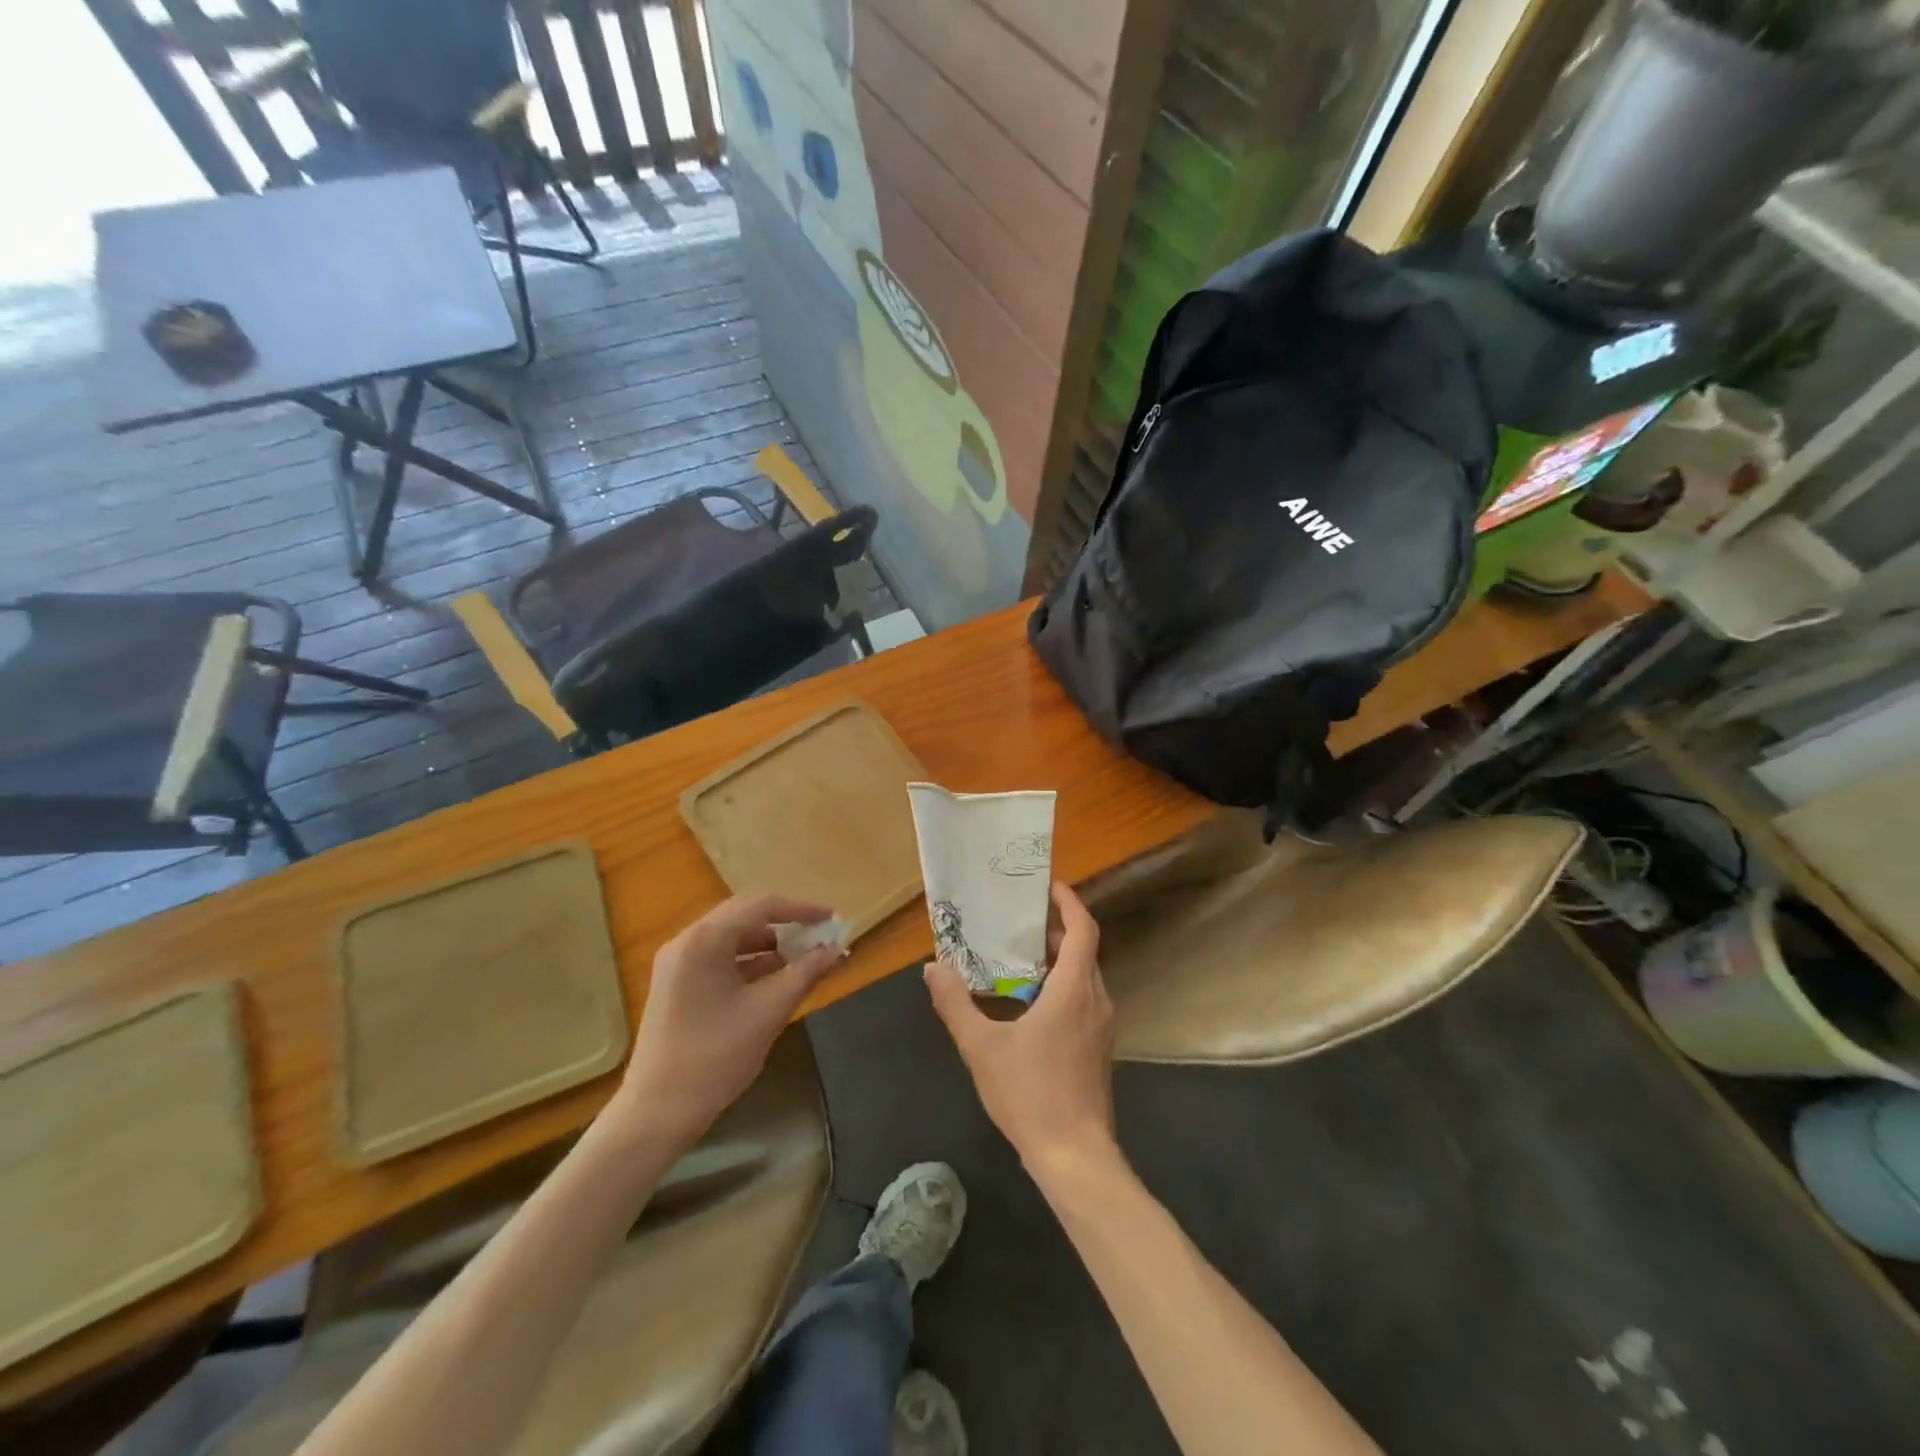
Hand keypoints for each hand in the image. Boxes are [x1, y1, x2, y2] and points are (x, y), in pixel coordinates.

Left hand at [616, 894, 843, 1145]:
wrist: (656, 1113)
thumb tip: (835, 950)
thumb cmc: (714, 1058)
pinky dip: (751, 962)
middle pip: (744, 916)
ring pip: (733, 937)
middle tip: (820, 936)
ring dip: (770, 944)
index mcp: (704, 940)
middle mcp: (687, 941)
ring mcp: (678, 964)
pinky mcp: (678, 985)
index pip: (761, 906)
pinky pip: (721, 958)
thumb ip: (804, 974)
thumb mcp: (768, 1012)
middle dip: (786, 924)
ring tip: (805, 959)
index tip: (832, 920)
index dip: (800, 909)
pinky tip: (777, 979)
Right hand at [924, 882, 1117, 1177]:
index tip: (1049, 885)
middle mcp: (1095, 999)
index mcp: (1074, 990)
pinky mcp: (1099, 1046)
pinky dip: (1062, 984)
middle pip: (1083, 949)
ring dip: (1058, 959)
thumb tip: (933, 968)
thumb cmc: (1031, 1094)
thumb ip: (955, 1004)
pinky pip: (1084, 998)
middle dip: (1055, 929)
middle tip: (1018, 920)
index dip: (1069, 903)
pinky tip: (1030, 1001)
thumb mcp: (981, 1047)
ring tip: (1018, 955)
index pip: (1083, 929)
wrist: (1075, 1156)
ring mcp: (1102, 1025)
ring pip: (1084, 975)